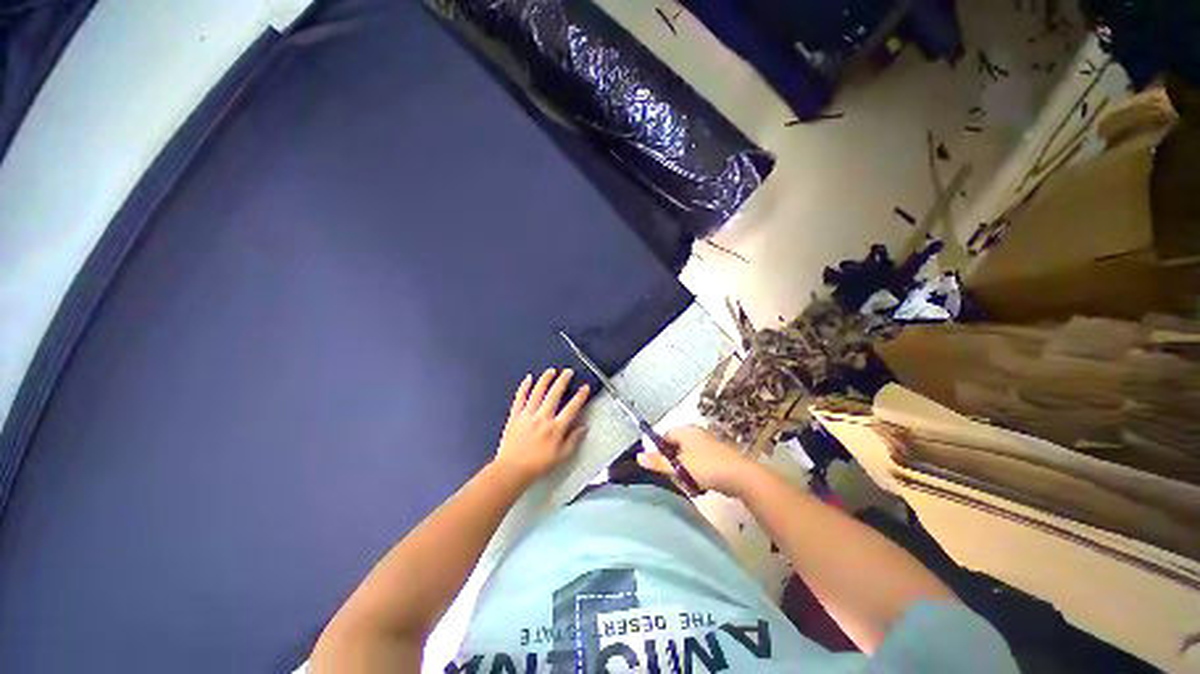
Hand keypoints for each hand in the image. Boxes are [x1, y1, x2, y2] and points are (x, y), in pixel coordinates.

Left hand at [494, 369, 589, 484]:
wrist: (512, 470)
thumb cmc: (539, 465)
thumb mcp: (562, 457)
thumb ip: (574, 440)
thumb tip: (584, 427)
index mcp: (556, 428)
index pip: (572, 407)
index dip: (580, 396)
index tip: (585, 387)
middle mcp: (543, 417)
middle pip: (555, 394)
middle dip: (563, 380)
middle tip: (568, 371)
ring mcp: (527, 415)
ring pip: (538, 392)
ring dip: (545, 379)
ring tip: (551, 371)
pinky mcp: (515, 416)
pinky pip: (520, 398)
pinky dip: (524, 387)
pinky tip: (528, 378)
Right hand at [637, 426, 758, 496]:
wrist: (740, 476)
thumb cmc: (706, 467)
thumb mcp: (678, 467)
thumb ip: (658, 462)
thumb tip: (638, 457)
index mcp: (685, 430)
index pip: (664, 436)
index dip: (659, 451)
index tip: (659, 466)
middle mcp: (695, 433)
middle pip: (675, 447)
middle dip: (673, 463)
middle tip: (674, 476)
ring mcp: (707, 443)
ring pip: (687, 457)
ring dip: (685, 470)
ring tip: (688, 483)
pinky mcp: (716, 455)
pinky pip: (699, 462)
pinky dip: (697, 472)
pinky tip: (700, 484)